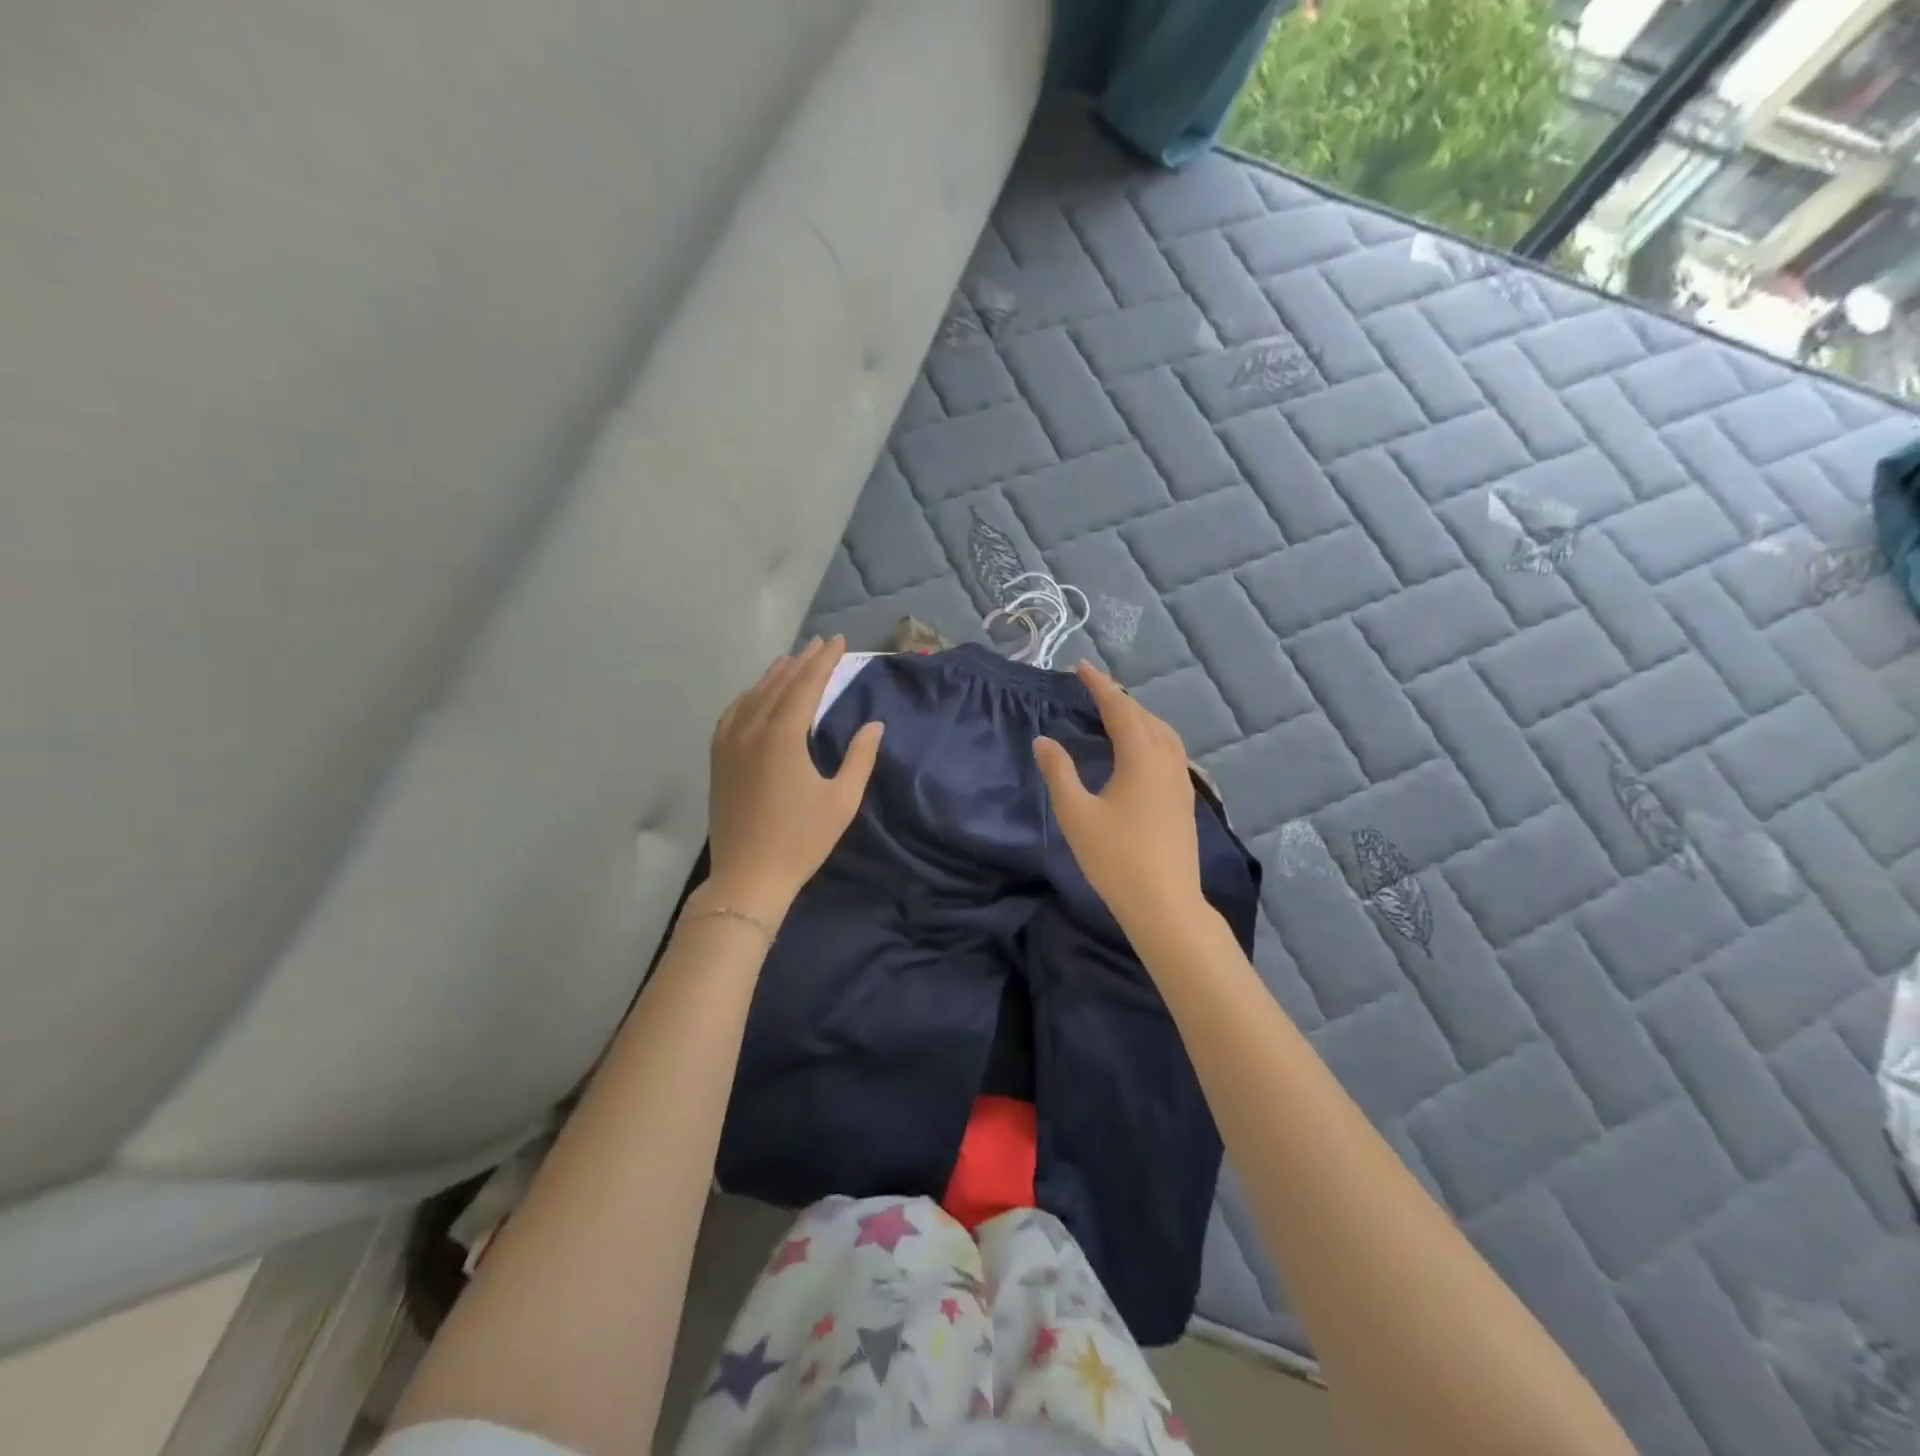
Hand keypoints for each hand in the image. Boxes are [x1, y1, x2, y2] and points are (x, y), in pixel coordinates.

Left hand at [705, 636, 883, 921]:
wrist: (748, 877)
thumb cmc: (801, 840)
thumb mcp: (842, 800)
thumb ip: (860, 757)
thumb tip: (874, 724)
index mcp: (783, 736)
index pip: (806, 685)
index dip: (824, 661)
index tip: (838, 641)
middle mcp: (752, 730)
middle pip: (779, 684)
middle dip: (802, 661)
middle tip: (820, 643)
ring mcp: (729, 744)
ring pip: (753, 696)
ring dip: (775, 675)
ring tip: (792, 660)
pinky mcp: (718, 760)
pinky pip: (732, 714)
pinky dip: (748, 696)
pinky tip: (755, 696)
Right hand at [1034, 661, 1205, 930]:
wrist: (1166, 905)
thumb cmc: (1116, 858)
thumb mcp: (1077, 814)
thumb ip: (1059, 772)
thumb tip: (1044, 740)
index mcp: (1142, 758)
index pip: (1120, 709)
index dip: (1100, 686)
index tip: (1081, 667)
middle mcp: (1167, 762)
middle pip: (1145, 717)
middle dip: (1120, 698)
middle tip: (1094, 688)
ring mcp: (1181, 782)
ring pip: (1163, 734)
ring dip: (1139, 717)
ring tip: (1116, 714)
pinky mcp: (1184, 801)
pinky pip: (1170, 751)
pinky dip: (1152, 736)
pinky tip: (1140, 751)